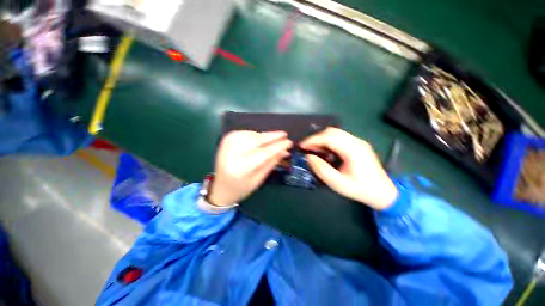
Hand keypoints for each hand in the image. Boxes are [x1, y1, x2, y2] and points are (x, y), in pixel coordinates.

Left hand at [209, 131, 292, 205]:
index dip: (278, 147)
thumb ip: (272, 163)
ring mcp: (227, 144)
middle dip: (273, 137)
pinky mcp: (226, 139)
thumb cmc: (242, 188)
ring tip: (274, 139)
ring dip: (265, 136)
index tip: (289, 142)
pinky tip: (260, 139)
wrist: (221, 187)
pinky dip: (255, 134)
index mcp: (241, 169)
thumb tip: (285, 150)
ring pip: (252, 134)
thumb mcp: (259, 179)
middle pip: (257, 140)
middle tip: (284, 135)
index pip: (264, 153)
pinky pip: (245, 133)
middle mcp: (232, 154)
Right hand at [300, 127, 397, 209]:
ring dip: (322, 139)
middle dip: (316, 138)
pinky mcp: (358, 145)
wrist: (384, 193)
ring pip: (335, 133)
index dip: (313, 140)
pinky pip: (339, 138)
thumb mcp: (338, 184)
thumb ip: (322, 169)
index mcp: (353, 150)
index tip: (301, 146)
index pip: (329, 137)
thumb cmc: (361, 190)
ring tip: (313, 149)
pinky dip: (328, 141)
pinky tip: (324, 151)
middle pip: (332, 131)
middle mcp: (356, 142)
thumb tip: (308, 157)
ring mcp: (358, 142)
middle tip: (306, 148)